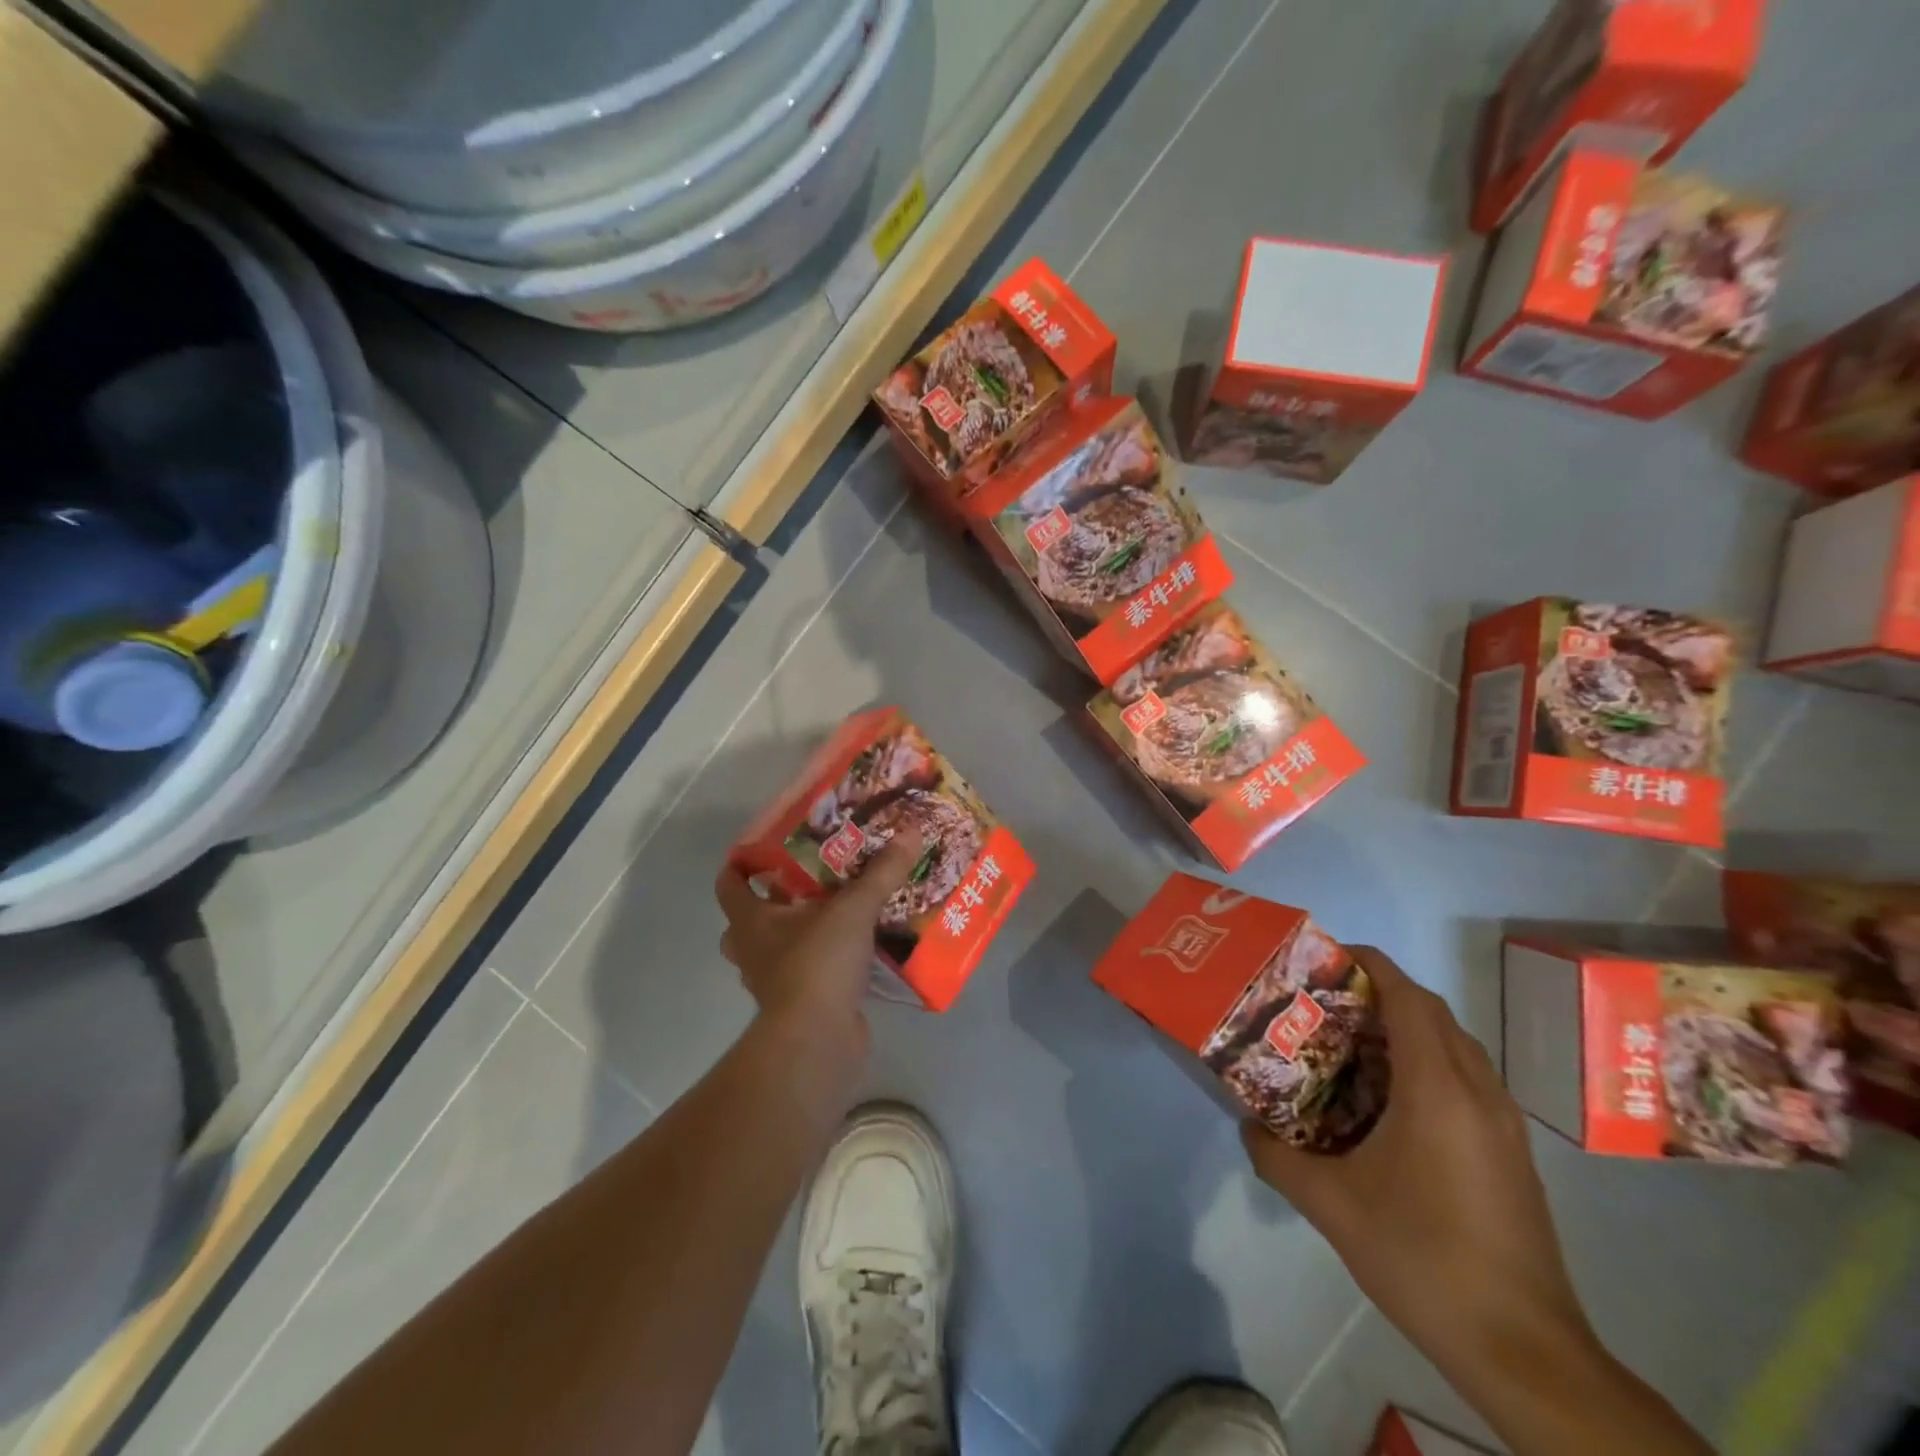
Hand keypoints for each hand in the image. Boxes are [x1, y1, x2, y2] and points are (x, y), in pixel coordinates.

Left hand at [714, 831, 921, 1044]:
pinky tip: (854, 951)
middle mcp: (753, 950)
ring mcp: (773, 982)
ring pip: (776, 949)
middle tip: (806, 881)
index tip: (763, 848)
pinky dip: (824, 963)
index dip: (740, 864)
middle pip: (749, 920)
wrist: (817, 1039)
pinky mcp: (799, 1005)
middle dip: (773, 901)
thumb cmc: (818, 963)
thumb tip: (910, 831)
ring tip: (834, 914)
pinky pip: (807, 974)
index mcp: (751, 921)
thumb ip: (881, 872)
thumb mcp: (854, 909)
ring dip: (798, 934)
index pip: (729, 885)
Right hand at [1242, 947, 1592, 1391]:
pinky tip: (1391, 1103)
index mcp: (1437, 1089)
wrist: (1524, 1352)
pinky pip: (1467, 1079)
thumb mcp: (1330, 1206)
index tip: (1328, 956)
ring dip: (1408, 1028)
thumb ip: (1277, 1157)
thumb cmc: (1422, 1258)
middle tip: (1327, 1001)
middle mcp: (1478, 1092)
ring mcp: (1504, 1124)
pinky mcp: (1512, 1153)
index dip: (1370, 964)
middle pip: (1433, 1013)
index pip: (1408, 996)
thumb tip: (1247, 1126)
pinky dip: (1428, 1063)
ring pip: (1455, 1046)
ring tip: (1352, 1044)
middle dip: (1382, 992)